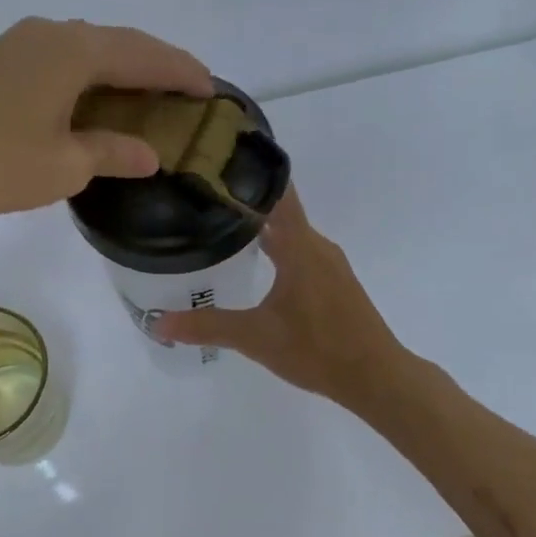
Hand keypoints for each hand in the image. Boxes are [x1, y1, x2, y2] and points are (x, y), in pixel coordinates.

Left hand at [0, 17, 212, 228]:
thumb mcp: (65, 165)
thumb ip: (113, 153)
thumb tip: (148, 154)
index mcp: (75, 51)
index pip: (145, 55)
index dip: (181, 71)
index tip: (211, 89)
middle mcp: (51, 35)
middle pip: (118, 43)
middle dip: (156, 64)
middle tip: (186, 89)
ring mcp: (19, 45)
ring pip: (88, 48)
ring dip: (122, 68)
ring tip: (147, 93)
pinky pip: (62, 60)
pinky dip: (91, 75)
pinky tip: (93, 98)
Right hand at [157, 187, 406, 405]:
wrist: (375, 376)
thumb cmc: (317, 349)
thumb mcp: (256, 338)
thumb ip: (208, 326)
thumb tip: (159, 323)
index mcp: (300, 247)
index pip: (278, 194)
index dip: (252, 174)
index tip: (221, 160)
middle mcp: (318, 247)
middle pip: (281, 212)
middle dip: (246, 203)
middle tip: (206, 198)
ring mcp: (330, 265)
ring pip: (292, 235)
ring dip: (262, 228)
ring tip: (223, 228)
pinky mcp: (336, 283)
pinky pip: (302, 253)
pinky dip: (279, 249)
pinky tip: (259, 266)